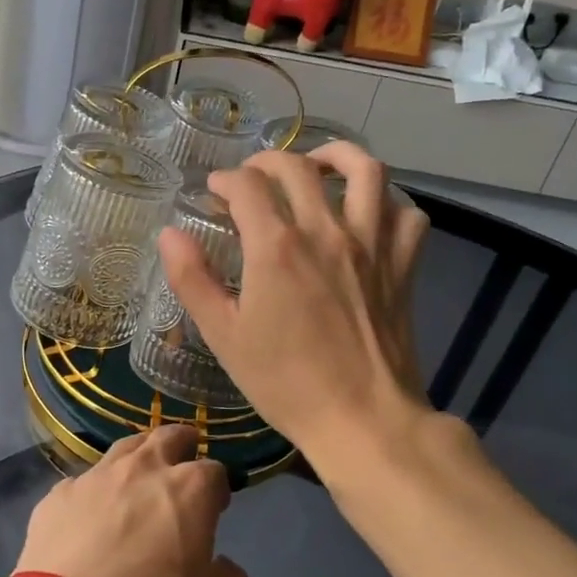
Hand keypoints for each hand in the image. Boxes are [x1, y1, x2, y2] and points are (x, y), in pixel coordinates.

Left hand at [16, 423, 252, 576]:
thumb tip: (225, 569)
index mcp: (189, 489)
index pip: (214, 471)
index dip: (218, 487)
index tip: (217, 505)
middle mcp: (142, 469)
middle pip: (167, 437)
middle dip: (181, 443)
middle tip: (184, 455)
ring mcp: (95, 477)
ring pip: (123, 448)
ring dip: (138, 456)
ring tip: (139, 473)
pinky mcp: (57, 495)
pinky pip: (83, 483)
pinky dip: (95, 492)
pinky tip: (90, 513)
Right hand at [158, 143, 430, 468]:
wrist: (362, 419)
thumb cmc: (284, 382)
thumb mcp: (223, 334)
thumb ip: (192, 278)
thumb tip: (170, 233)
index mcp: (276, 247)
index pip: (247, 185)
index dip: (225, 180)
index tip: (214, 192)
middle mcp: (326, 232)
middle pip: (298, 167)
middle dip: (267, 162)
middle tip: (252, 179)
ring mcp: (372, 245)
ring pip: (365, 171)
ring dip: (337, 156)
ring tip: (318, 166)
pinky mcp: (403, 265)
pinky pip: (406, 214)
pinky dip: (388, 203)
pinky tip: (369, 212)